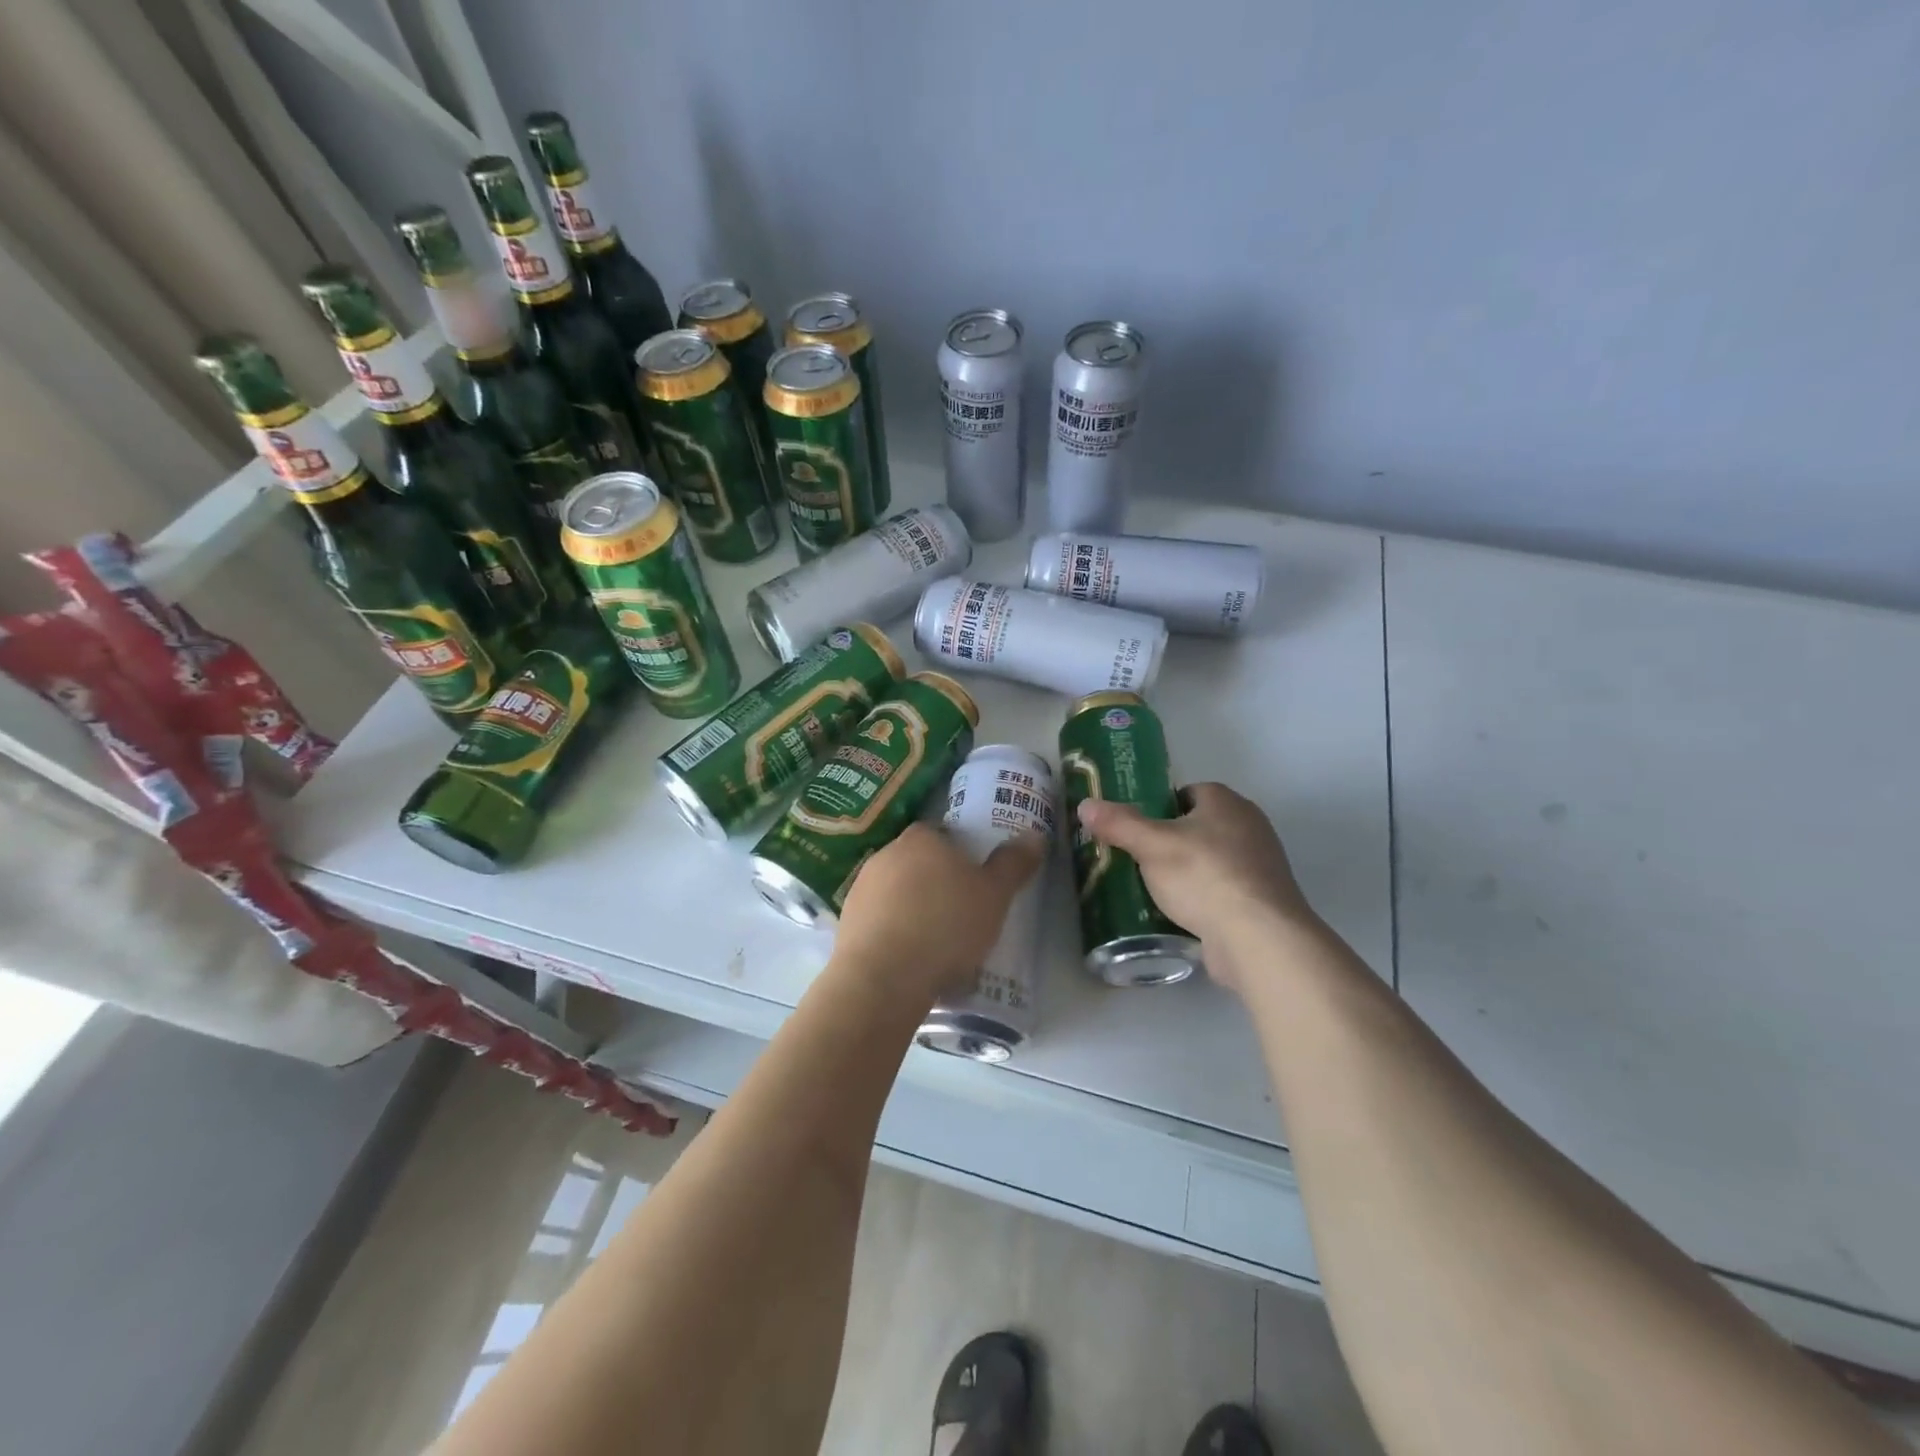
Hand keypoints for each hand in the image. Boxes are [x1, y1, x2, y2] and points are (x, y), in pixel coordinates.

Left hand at [831, 823, 1046, 1005]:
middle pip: (917, 861)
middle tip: (961, 911)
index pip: (941, 833)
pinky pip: (879, 920)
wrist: (883, 978)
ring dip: (913, 908)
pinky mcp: (847, 922)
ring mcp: (861, 888)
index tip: (974, 880)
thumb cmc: (946, 926)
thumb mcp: (994, 896)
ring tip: (937, 941)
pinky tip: (911, 958)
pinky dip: (894, 932)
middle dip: (936, 881)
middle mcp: (886, 854)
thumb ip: (1013, 864)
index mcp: (922, 838)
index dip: (959, 854)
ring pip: (896, 892)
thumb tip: (1035, 836)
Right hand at [1076, 783, 1318, 991]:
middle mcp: (1249, 825)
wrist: (1259, 938)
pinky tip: (1179, 914)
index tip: (1134, 829)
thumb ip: (1118, 824)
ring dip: (1184, 872)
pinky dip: (1202, 898)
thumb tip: (1086, 805)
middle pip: (1197, 826)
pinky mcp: (1261, 900)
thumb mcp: (1151, 846)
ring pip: (1209, 860)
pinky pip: (1222, 890)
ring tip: (1150, 889)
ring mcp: (1260, 865)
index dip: (1157, 807)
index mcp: (1226, 802)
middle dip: (1168, 842)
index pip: (1185, 792)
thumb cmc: (1204, 877)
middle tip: (1135, 859)